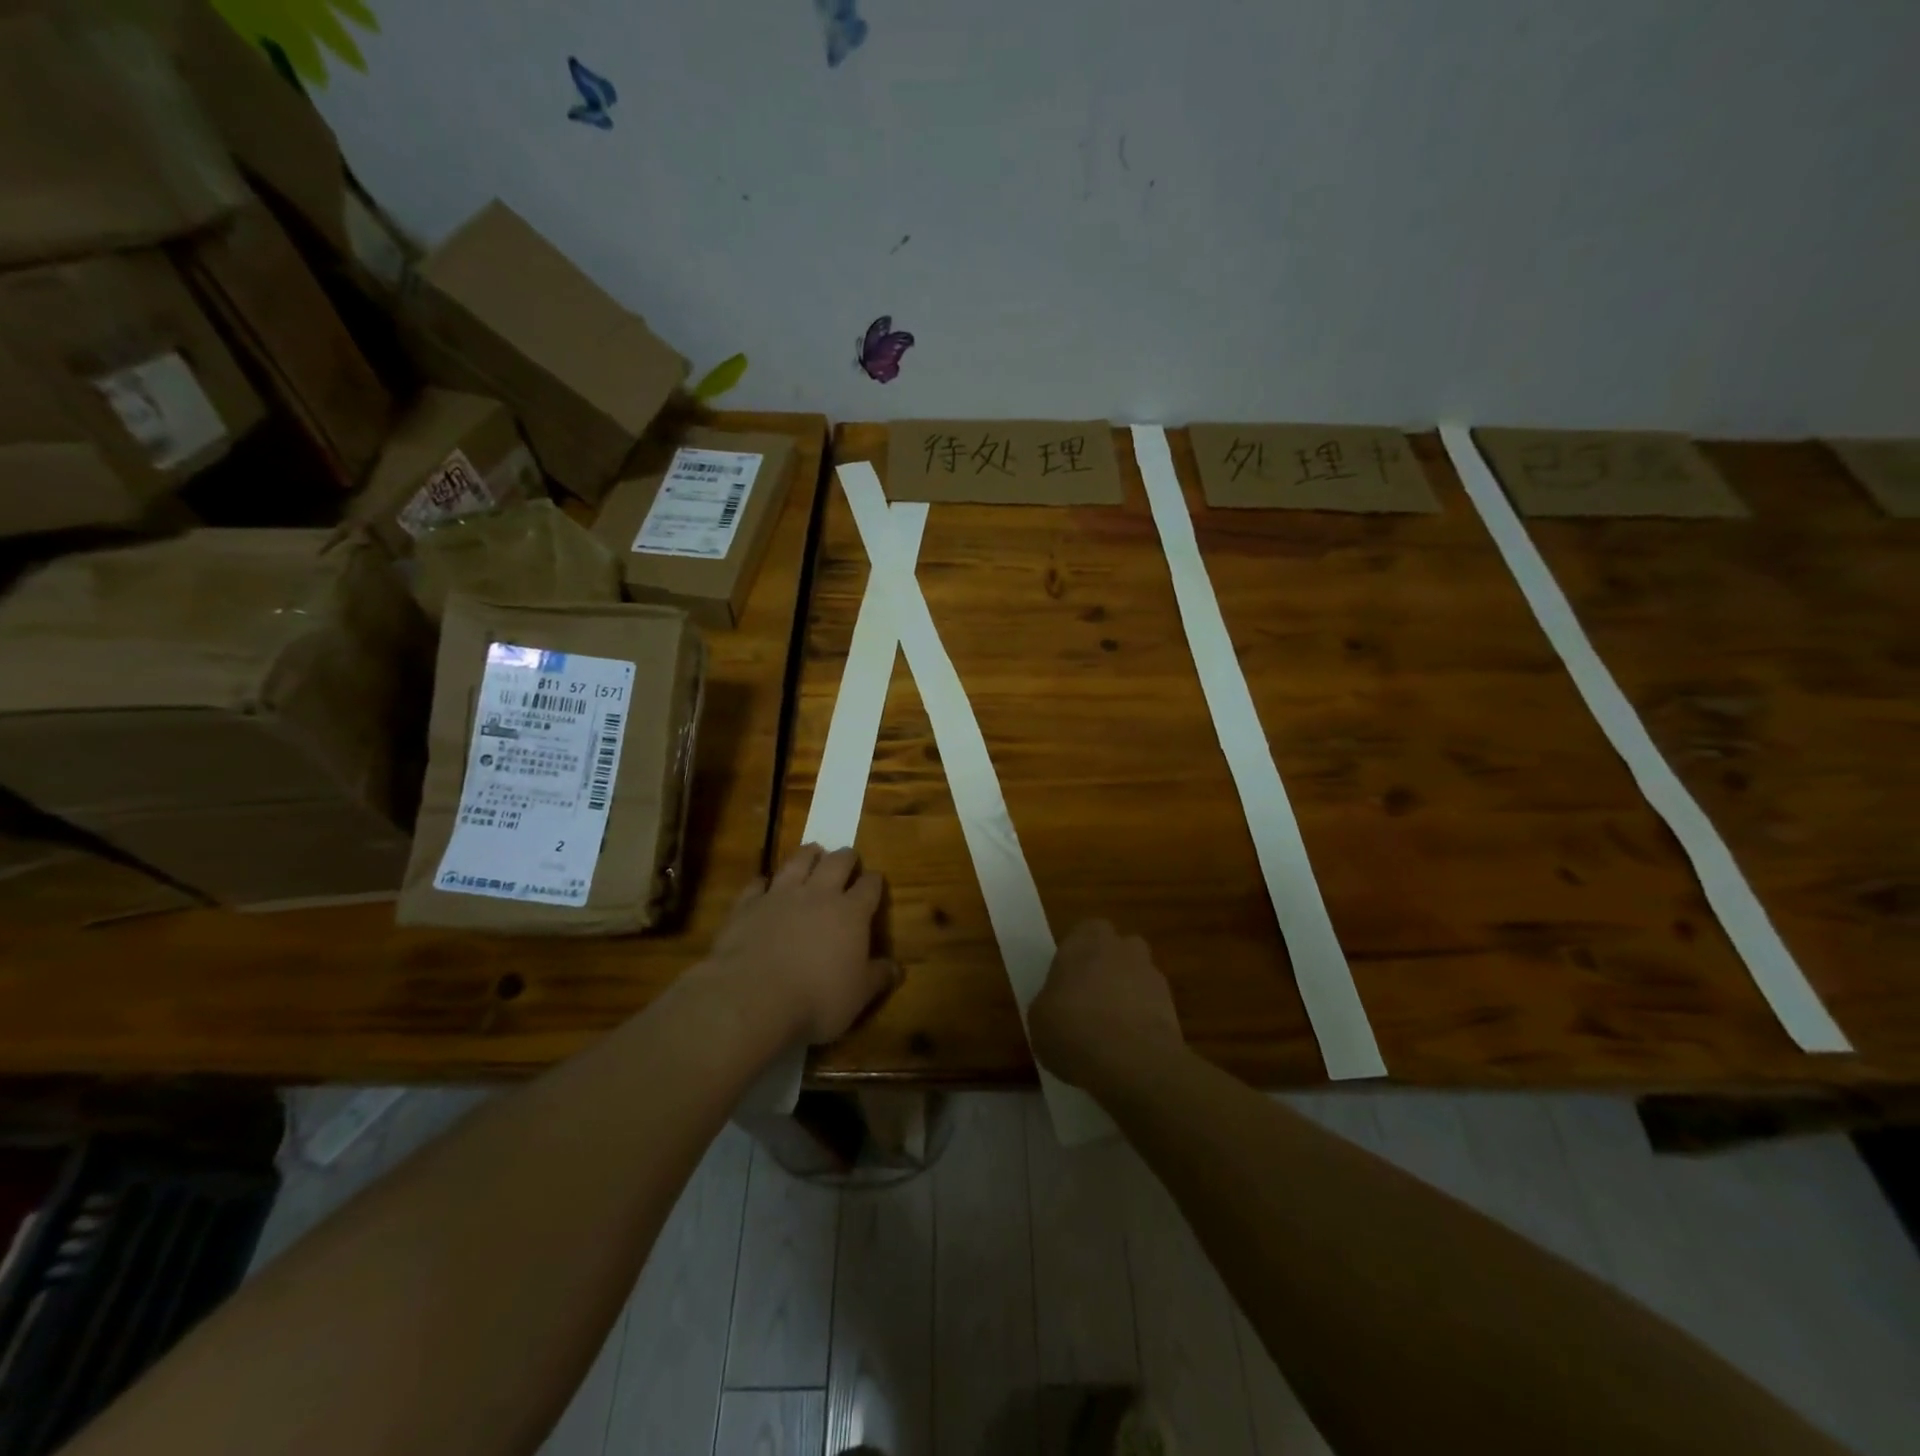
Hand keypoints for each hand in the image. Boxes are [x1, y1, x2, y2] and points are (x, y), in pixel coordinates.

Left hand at [706, 845, 898, 1044]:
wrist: (752, 997)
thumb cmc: (816, 999)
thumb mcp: (858, 996)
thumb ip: (878, 977)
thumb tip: (897, 968)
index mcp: (851, 913)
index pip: (869, 886)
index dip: (874, 881)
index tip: (876, 880)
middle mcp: (818, 895)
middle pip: (836, 863)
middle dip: (845, 857)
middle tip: (848, 855)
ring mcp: (780, 895)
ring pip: (798, 862)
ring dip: (808, 854)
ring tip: (813, 851)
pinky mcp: (748, 905)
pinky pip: (757, 884)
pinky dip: (763, 881)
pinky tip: (763, 882)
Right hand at [1030, 919, 1185, 1091]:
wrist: (1132, 1061)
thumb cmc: (1072, 1029)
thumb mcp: (1038, 1019)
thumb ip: (1048, 1002)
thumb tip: (1055, 1006)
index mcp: (1085, 940)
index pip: (1083, 932)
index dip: (1076, 955)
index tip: (1067, 980)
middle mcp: (1122, 947)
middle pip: (1116, 949)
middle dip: (1107, 968)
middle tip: (1089, 1000)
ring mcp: (1151, 974)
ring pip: (1137, 976)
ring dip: (1127, 994)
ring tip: (1110, 1030)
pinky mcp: (1173, 1006)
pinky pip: (1152, 1006)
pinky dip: (1142, 1020)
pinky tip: (1128, 1048)